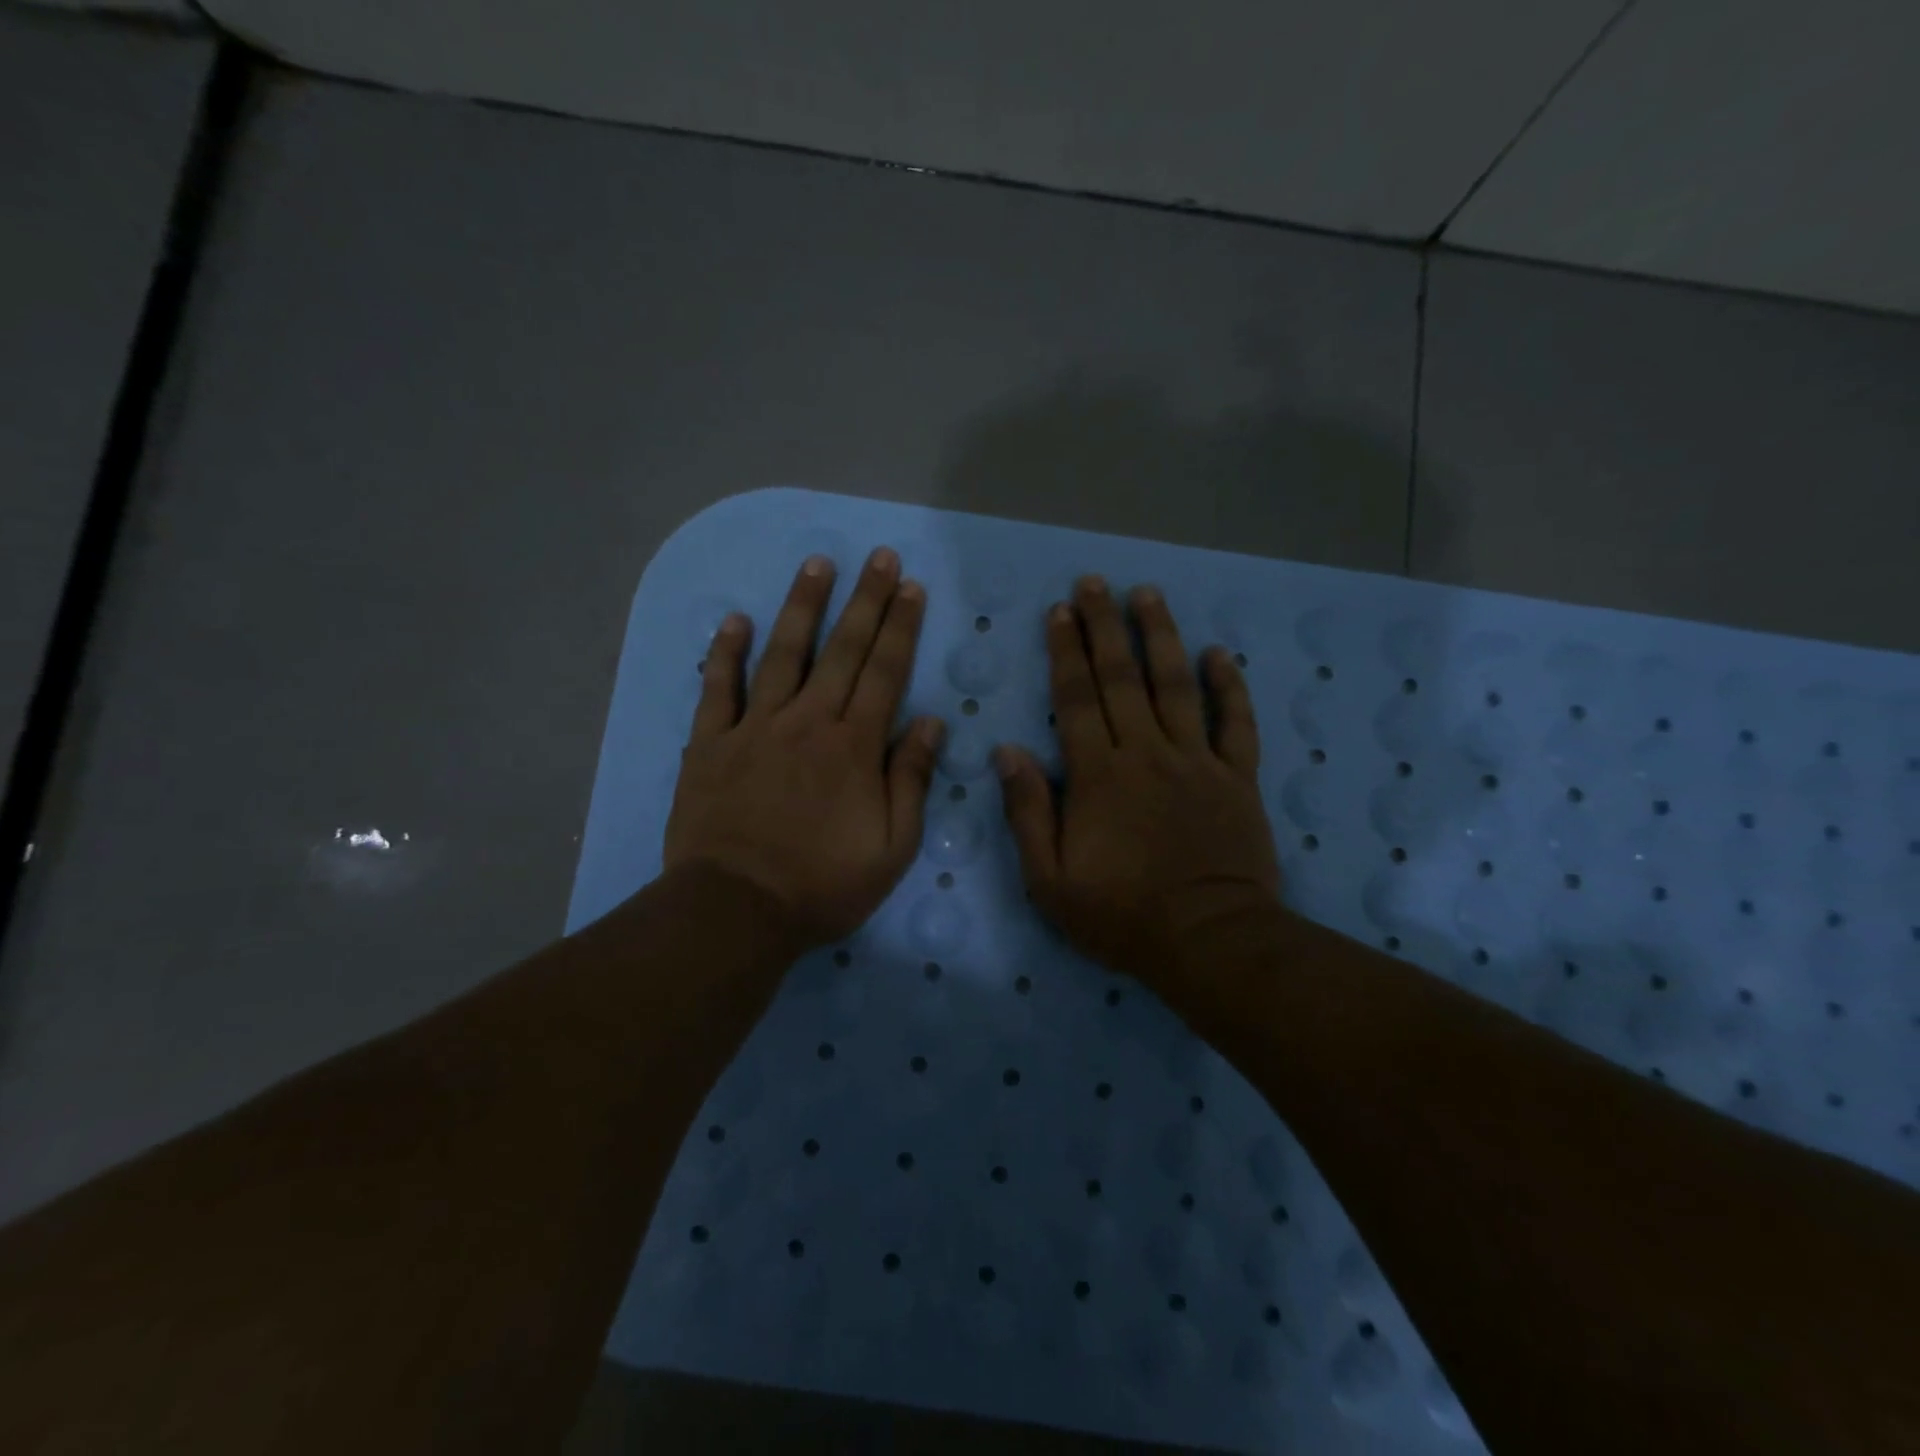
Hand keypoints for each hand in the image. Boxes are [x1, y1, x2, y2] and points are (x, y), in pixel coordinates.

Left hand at [664, 548, 943, 949]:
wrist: (737, 909)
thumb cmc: (823, 885)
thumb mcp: (892, 847)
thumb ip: (912, 780)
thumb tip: (932, 723)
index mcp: (854, 747)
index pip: (885, 673)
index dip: (900, 627)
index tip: (910, 587)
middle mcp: (808, 722)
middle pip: (842, 650)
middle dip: (865, 600)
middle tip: (878, 557)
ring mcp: (755, 728)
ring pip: (783, 654)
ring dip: (802, 606)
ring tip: (817, 564)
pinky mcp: (711, 743)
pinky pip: (717, 688)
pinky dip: (725, 652)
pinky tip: (734, 620)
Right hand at [995, 577, 1281, 993]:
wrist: (1209, 942)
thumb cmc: (1122, 915)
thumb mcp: (1051, 880)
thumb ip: (1029, 812)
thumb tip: (1008, 752)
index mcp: (1099, 775)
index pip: (1077, 698)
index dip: (1066, 652)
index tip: (1060, 611)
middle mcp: (1146, 753)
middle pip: (1122, 677)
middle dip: (1105, 626)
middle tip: (1095, 583)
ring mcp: (1196, 761)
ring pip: (1176, 685)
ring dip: (1160, 636)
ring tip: (1147, 594)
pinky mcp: (1237, 778)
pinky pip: (1235, 723)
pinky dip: (1229, 686)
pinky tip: (1219, 653)